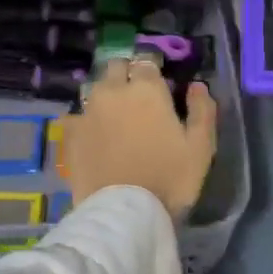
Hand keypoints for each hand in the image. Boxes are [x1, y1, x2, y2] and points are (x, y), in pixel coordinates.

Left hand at [64, 58, 216, 218]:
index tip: (159, 83)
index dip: (153, 70)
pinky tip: (93, 134)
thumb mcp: (201, 147)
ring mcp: (87, 111)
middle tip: (137, 94)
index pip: (147, 61)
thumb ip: (202, 110)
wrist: (123, 212)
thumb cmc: (169, 178)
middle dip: (126, 74)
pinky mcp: (70, 134)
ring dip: (106, 94)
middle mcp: (113, 91)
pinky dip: (86, 120)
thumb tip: (197, 86)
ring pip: (95, 88)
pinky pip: (77, 116)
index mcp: (146, 89)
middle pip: (116, 67)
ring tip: (114, 114)